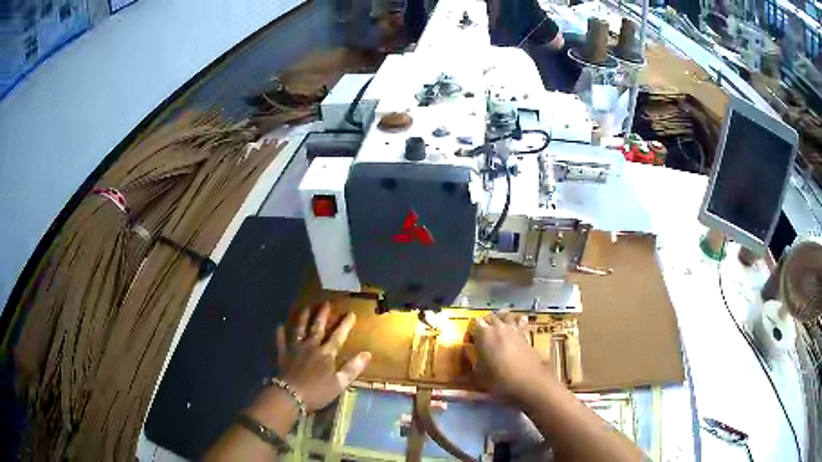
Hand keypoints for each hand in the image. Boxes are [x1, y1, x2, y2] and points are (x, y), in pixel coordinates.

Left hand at [275, 302, 370, 412]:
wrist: (290, 395)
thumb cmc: (317, 391)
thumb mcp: (340, 383)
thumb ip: (353, 367)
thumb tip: (367, 353)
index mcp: (326, 353)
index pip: (338, 336)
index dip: (345, 325)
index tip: (350, 313)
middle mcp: (311, 346)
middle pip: (317, 328)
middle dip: (323, 315)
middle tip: (325, 303)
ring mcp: (295, 349)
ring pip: (299, 330)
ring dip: (303, 318)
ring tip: (305, 307)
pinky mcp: (283, 355)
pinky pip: (281, 341)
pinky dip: (280, 333)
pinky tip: (279, 325)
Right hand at [467, 311, 553, 401]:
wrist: (527, 381)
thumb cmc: (498, 378)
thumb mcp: (478, 371)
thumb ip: (472, 357)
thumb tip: (467, 349)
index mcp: (484, 334)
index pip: (474, 323)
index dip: (472, 329)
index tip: (470, 338)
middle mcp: (498, 327)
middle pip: (490, 317)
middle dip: (485, 322)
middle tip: (482, 332)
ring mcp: (513, 329)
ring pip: (505, 316)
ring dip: (500, 318)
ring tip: (498, 325)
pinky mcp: (525, 334)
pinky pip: (519, 321)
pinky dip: (516, 320)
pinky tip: (517, 323)